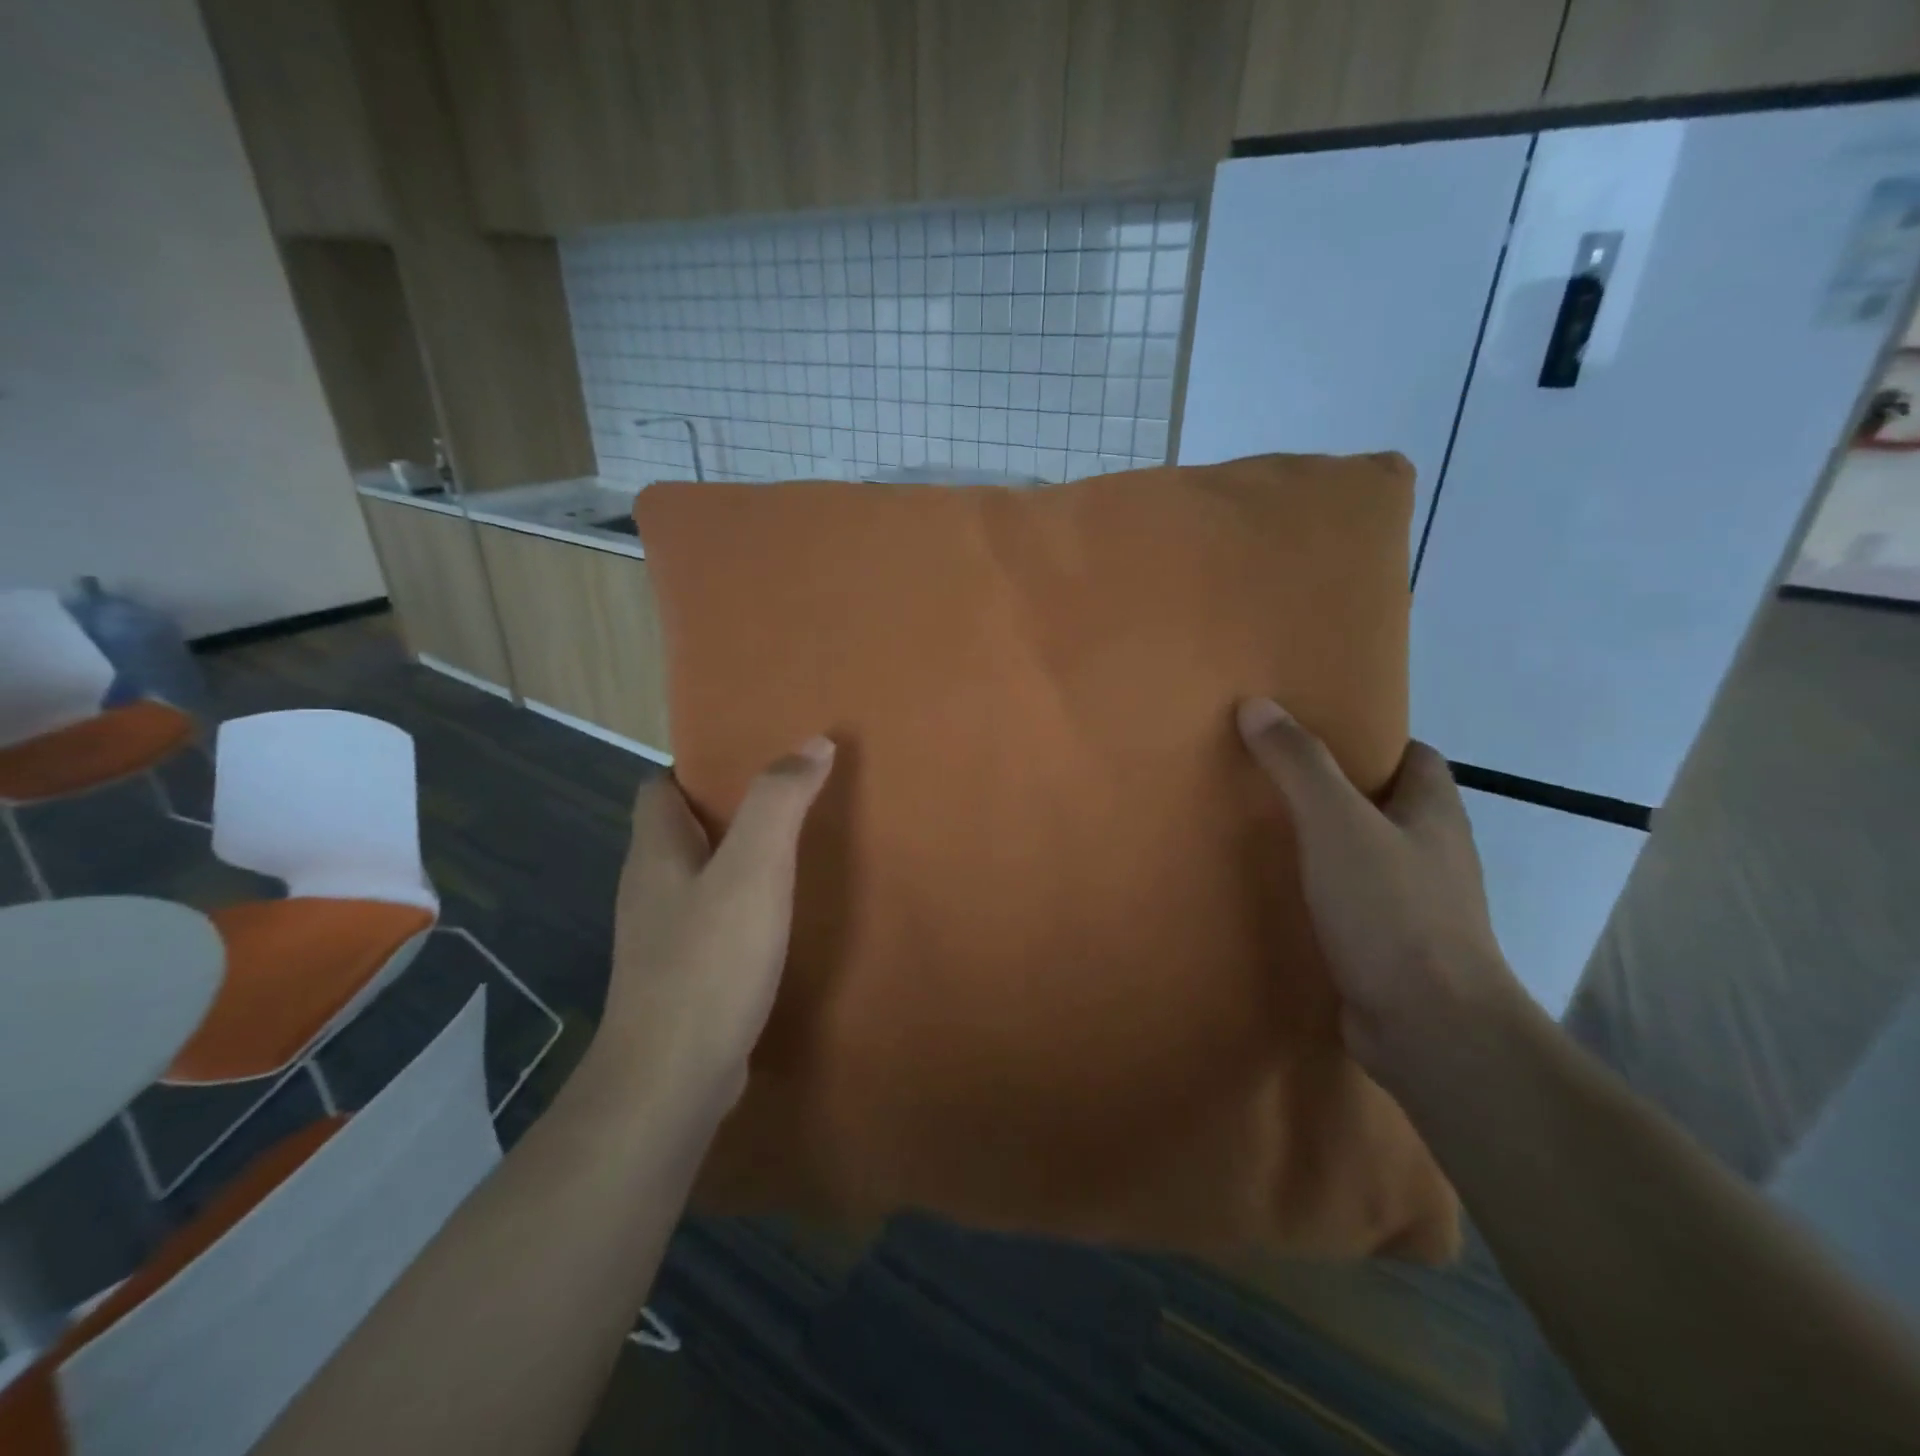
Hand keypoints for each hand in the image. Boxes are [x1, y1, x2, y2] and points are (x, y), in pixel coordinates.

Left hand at [593, 738, 834, 1112]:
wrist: (671, 1082)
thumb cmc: (709, 963)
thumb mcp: (753, 871)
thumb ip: (779, 803)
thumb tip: (812, 743)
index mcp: (656, 853)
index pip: (660, 787)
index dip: (698, 767)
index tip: (751, 758)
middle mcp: (650, 889)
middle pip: (681, 831)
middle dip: (728, 810)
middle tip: (788, 800)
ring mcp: (662, 939)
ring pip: (698, 879)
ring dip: (738, 860)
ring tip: (793, 852)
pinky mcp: (681, 978)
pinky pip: (712, 923)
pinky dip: (742, 907)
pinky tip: (779, 919)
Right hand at [1236, 698, 1523, 1089]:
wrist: (1430, 1029)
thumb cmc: (1392, 911)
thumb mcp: (1336, 823)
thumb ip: (1299, 764)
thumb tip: (1257, 705)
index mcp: (1434, 814)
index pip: (1414, 757)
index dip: (1372, 740)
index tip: (1315, 736)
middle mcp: (1434, 855)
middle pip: (1387, 806)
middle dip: (1337, 791)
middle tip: (1273, 779)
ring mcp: (1417, 906)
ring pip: (1367, 857)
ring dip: (1326, 845)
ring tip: (1265, 833)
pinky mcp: (1393, 949)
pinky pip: (1353, 904)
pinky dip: (1322, 894)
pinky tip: (1280, 895)